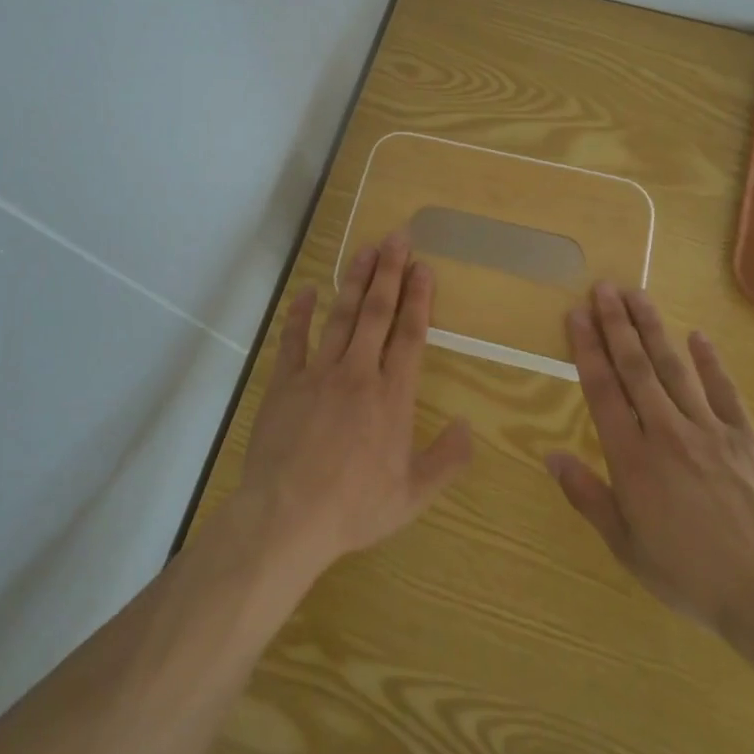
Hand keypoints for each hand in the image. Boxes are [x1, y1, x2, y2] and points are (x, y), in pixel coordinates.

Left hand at [236, 232, 473, 582]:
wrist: (287, 517)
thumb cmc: (354, 508)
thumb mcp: (412, 495)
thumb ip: (446, 459)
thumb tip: (468, 425)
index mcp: (392, 397)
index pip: (410, 336)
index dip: (419, 298)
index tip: (424, 267)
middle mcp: (358, 374)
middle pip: (377, 313)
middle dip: (389, 272)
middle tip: (397, 237)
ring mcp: (318, 374)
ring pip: (341, 317)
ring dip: (355, 282)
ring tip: (365, 251)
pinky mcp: (285, 383)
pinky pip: (293, 339)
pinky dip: (301, 313)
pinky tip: (308, 290)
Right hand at [548, 283, 753, 666]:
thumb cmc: (690, 575)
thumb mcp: (627, 546)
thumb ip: (588, 496)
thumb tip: (552, 455)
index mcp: (633, 458)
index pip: (602, 390)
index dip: (587, 348)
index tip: (576, 315)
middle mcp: (666, 431)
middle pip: (635, 367)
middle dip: (616, 324)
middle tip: (604, 287)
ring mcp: (710, 430)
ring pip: (674, 367)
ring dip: (652, 329)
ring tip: (637, 295)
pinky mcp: (746, 437)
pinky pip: (724, 390)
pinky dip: (710, 361)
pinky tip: (697, 336)